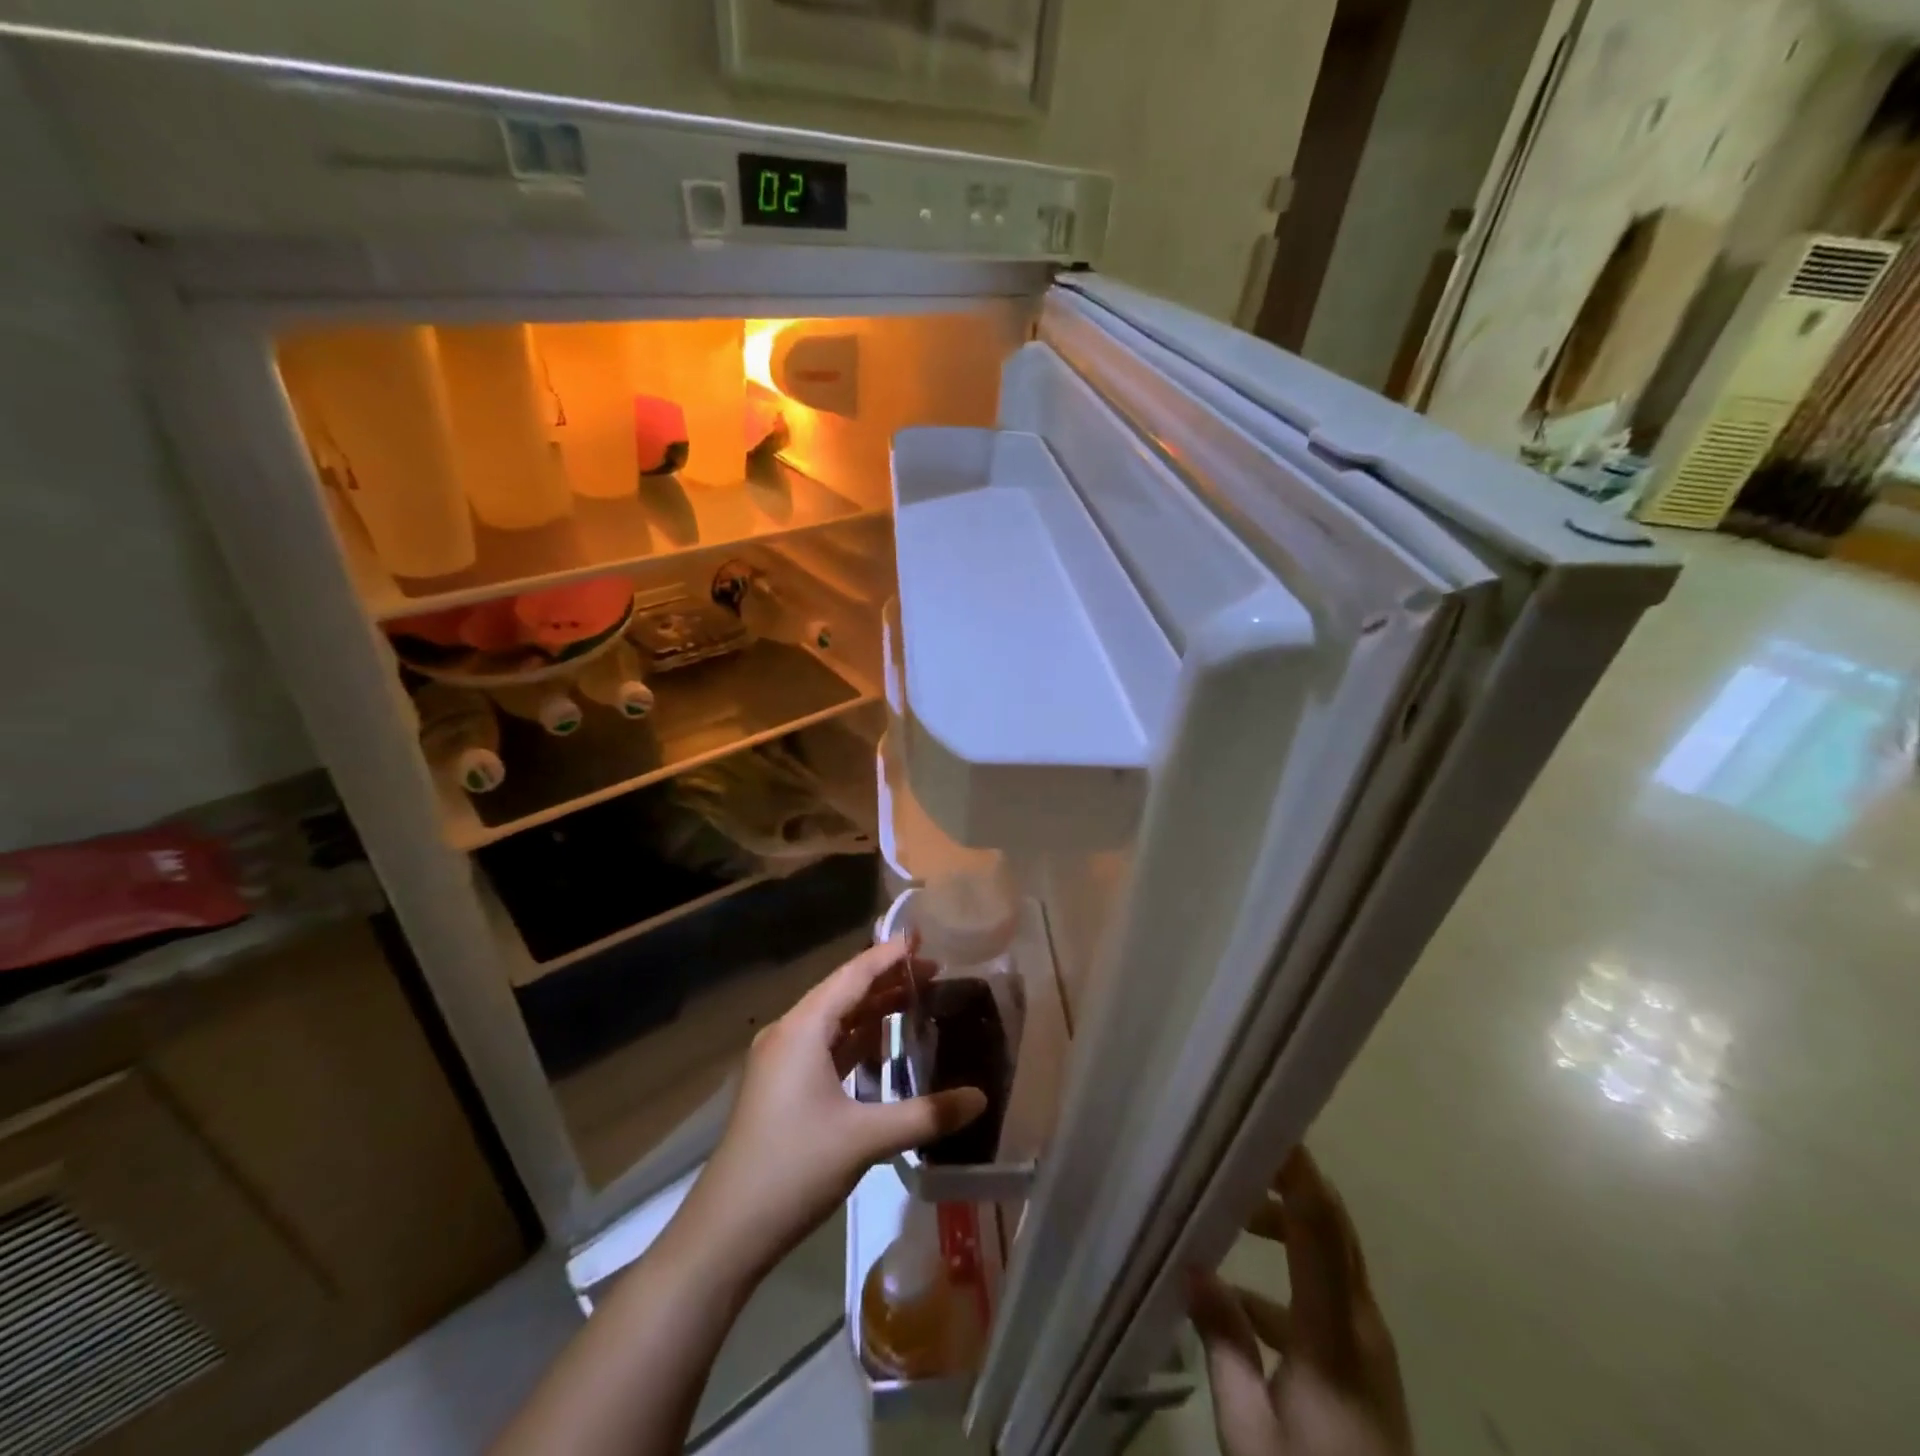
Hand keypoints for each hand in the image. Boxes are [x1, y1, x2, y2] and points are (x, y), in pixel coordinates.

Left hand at [682, 937, 986, 1278]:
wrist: (725, 1232)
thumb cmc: (793, 1168)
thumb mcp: (865, 1139)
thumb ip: (925, 1115)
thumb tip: (981, 1098)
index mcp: (802, 1029)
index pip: (852, 976)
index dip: (888, 955)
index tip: (922, 937)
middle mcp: (789, 1034)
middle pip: (843, 993)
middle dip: (886, 980)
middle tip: (933, 970)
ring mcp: (782, 1062)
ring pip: (834, 1021)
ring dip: (872, 1010)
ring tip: (916, 999)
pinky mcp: (782, 1088)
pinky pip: (826, 1047)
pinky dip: (856, 1040)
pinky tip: (883, 1047)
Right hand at [1189, 1148, 1411, 1455]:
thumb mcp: (1250, 1433)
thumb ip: (1224, 1345)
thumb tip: (1193, 1268)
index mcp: (1333, 1335)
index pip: (1320, 1228)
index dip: (1297, 1171)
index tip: (1262, 1125)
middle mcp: (1361, 1327)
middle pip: (1333, 1228)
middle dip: (1289, 1181)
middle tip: (1235, 1152)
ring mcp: (1367, 1347)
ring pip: (1330, 1257)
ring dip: (1286, 1225)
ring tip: (1229, 1215)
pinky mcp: (1363, 1367)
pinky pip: (1326, 1296)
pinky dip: (1287, 1277)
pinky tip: (1237, 1299)